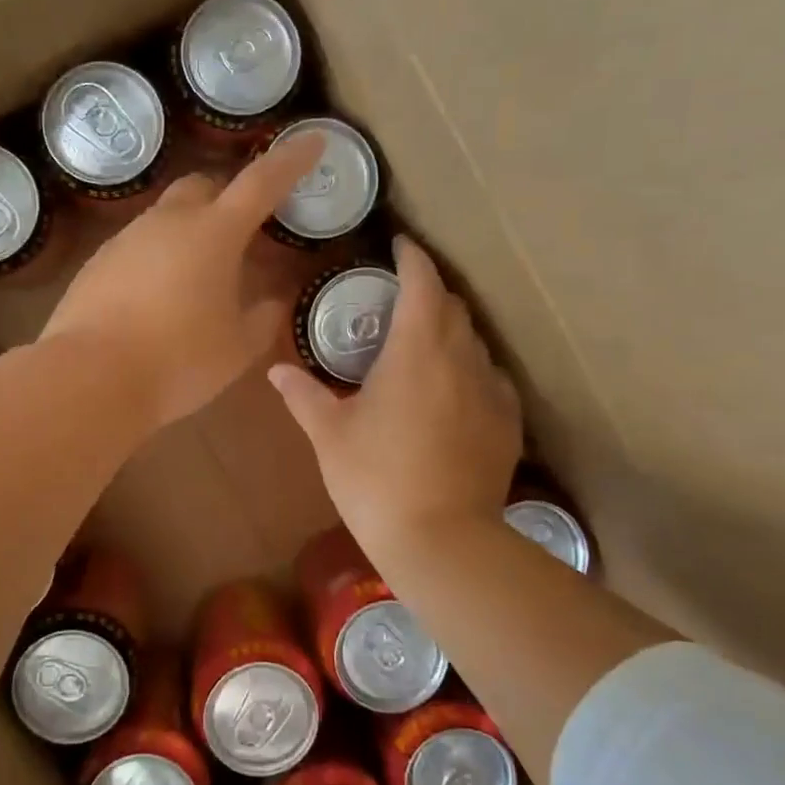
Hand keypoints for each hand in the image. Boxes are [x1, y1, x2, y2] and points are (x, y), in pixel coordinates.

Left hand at [40, 132, 324, 430]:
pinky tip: (157, 299)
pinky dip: (157, 259)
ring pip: (166, 217)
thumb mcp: (237, 348)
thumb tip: (271, 301)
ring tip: (199, 277)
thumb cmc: (179, 361)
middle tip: (243, 230)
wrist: (90, 378)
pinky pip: (137, 247)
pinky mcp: (97, 263)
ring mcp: (126, 239)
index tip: (312, 141)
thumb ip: (262, 318)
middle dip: (228, 196)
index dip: (290, 161)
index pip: (261, 182)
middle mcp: (168, 222)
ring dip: (190, 231)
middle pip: (203, 186)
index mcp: (214, 233)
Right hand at [268, 235, 521, 559]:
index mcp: (415, 348)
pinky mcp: (508, 422)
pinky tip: (451, 393)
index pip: (422, 281)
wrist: (441, 539)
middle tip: (400, 300)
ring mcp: (492, 389)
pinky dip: (468, 370)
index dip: (412, 256)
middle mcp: (461, 357)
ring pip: (474, 341)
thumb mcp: (330, 434)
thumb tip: (276, 370)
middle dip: (429, 292)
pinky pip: (490, 378)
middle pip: (452, 305)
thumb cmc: (375, 478)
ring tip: (423, 346)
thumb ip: (303, 394)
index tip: (399, 245)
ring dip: (449, 331)